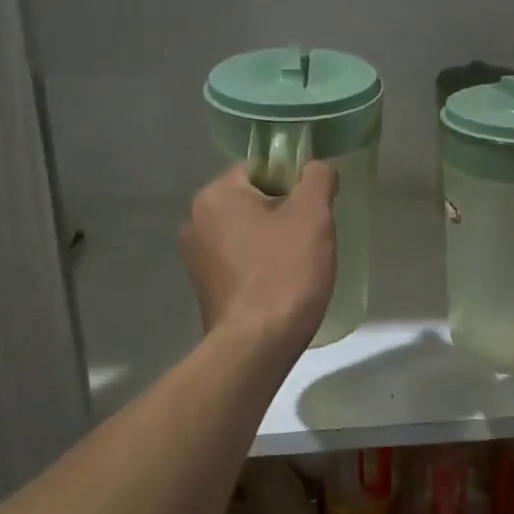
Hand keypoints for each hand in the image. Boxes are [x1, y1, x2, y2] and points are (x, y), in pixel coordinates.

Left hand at [180, 162, 337, 354]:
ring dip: (273, 240)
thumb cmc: (284, 273)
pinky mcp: (204, 287)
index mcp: (216, 195)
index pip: (260, 169)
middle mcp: (196, 220)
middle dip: (284, 213)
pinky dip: (260, 265)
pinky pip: (239, 260)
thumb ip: (317, 179)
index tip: (314, 209)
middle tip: (312, 237)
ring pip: (247, 232)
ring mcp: (196, 257)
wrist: (257, 345)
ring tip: (299, 264)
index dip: (293, 183)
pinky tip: (281, 284)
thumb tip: (316, 168)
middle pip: (253, 200)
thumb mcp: (313, 216)